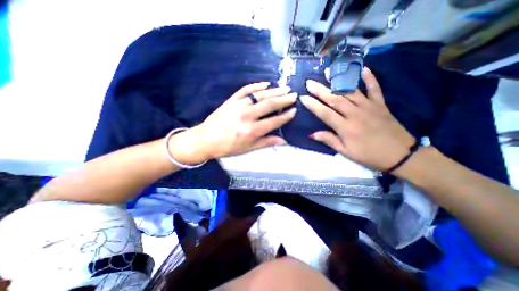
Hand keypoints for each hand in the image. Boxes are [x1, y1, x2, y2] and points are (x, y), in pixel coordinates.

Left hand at [170, 82, 295, 163]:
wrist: (206, 139)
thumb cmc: (228, 147)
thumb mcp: (248, 148)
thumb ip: (266, 142)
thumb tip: (283, 141)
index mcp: (252, 130)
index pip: (274, 121)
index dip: (286, 116)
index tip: (294, 110)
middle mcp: (247, 115)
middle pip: (269, 104)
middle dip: (284, 99)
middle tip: (294, 95)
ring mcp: (239, 105)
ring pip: (260, 95)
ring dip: (274, 91)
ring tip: (285, 88)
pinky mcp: (231, 100)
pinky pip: (245, 90)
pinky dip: (256, 85)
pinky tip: (265, 84)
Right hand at [301, 69, 413, 170]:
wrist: (401, 155)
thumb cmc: (369, 155)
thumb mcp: (346, 152)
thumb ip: (329, 140)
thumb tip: (312, 134)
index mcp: (345, 127)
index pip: (325, 113)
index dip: (313, 105)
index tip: (303, 97)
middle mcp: (355, 114)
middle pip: (335, 99)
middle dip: (320, 90)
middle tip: (309, 83)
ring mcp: (369, 107)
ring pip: (350, 91)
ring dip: (338, 81)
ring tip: (328, 72)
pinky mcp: (380, 104)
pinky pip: (375, 89)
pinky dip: (370, 78)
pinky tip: (364, 69)